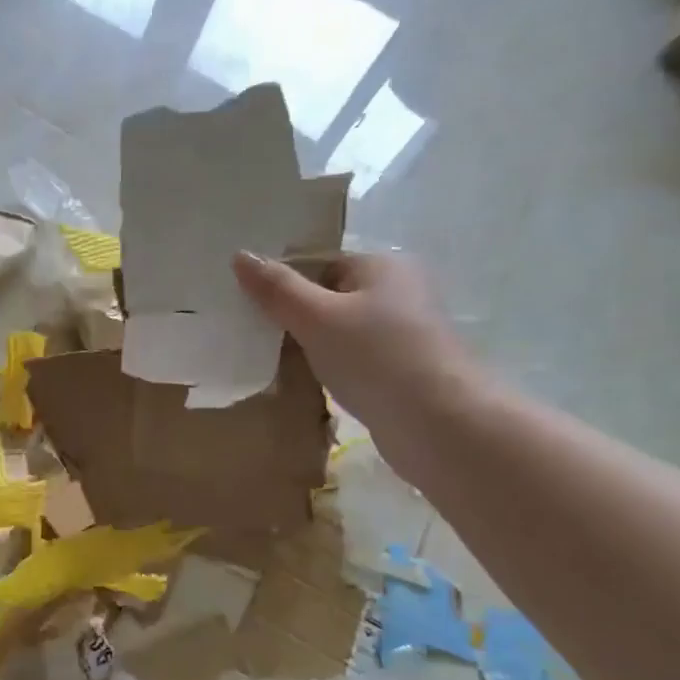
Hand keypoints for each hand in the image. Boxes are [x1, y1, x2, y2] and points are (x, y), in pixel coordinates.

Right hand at [233, 250, 485, 466]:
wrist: (439, 424)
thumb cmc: (376, 358)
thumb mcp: (317, 318)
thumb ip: (277, 289)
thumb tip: (240, 256)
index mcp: (382, 266)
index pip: (319, 263)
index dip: (283, 283)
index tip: (248, 308)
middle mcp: (398, 292)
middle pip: (328, 296)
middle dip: (293, 317)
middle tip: (253, 336)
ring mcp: (402, 333)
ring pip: (339, 331)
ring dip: (310, 346)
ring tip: (272, 362)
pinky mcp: (401, 369)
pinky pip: (353, 359)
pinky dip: (330, 368)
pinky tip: (308, 383)